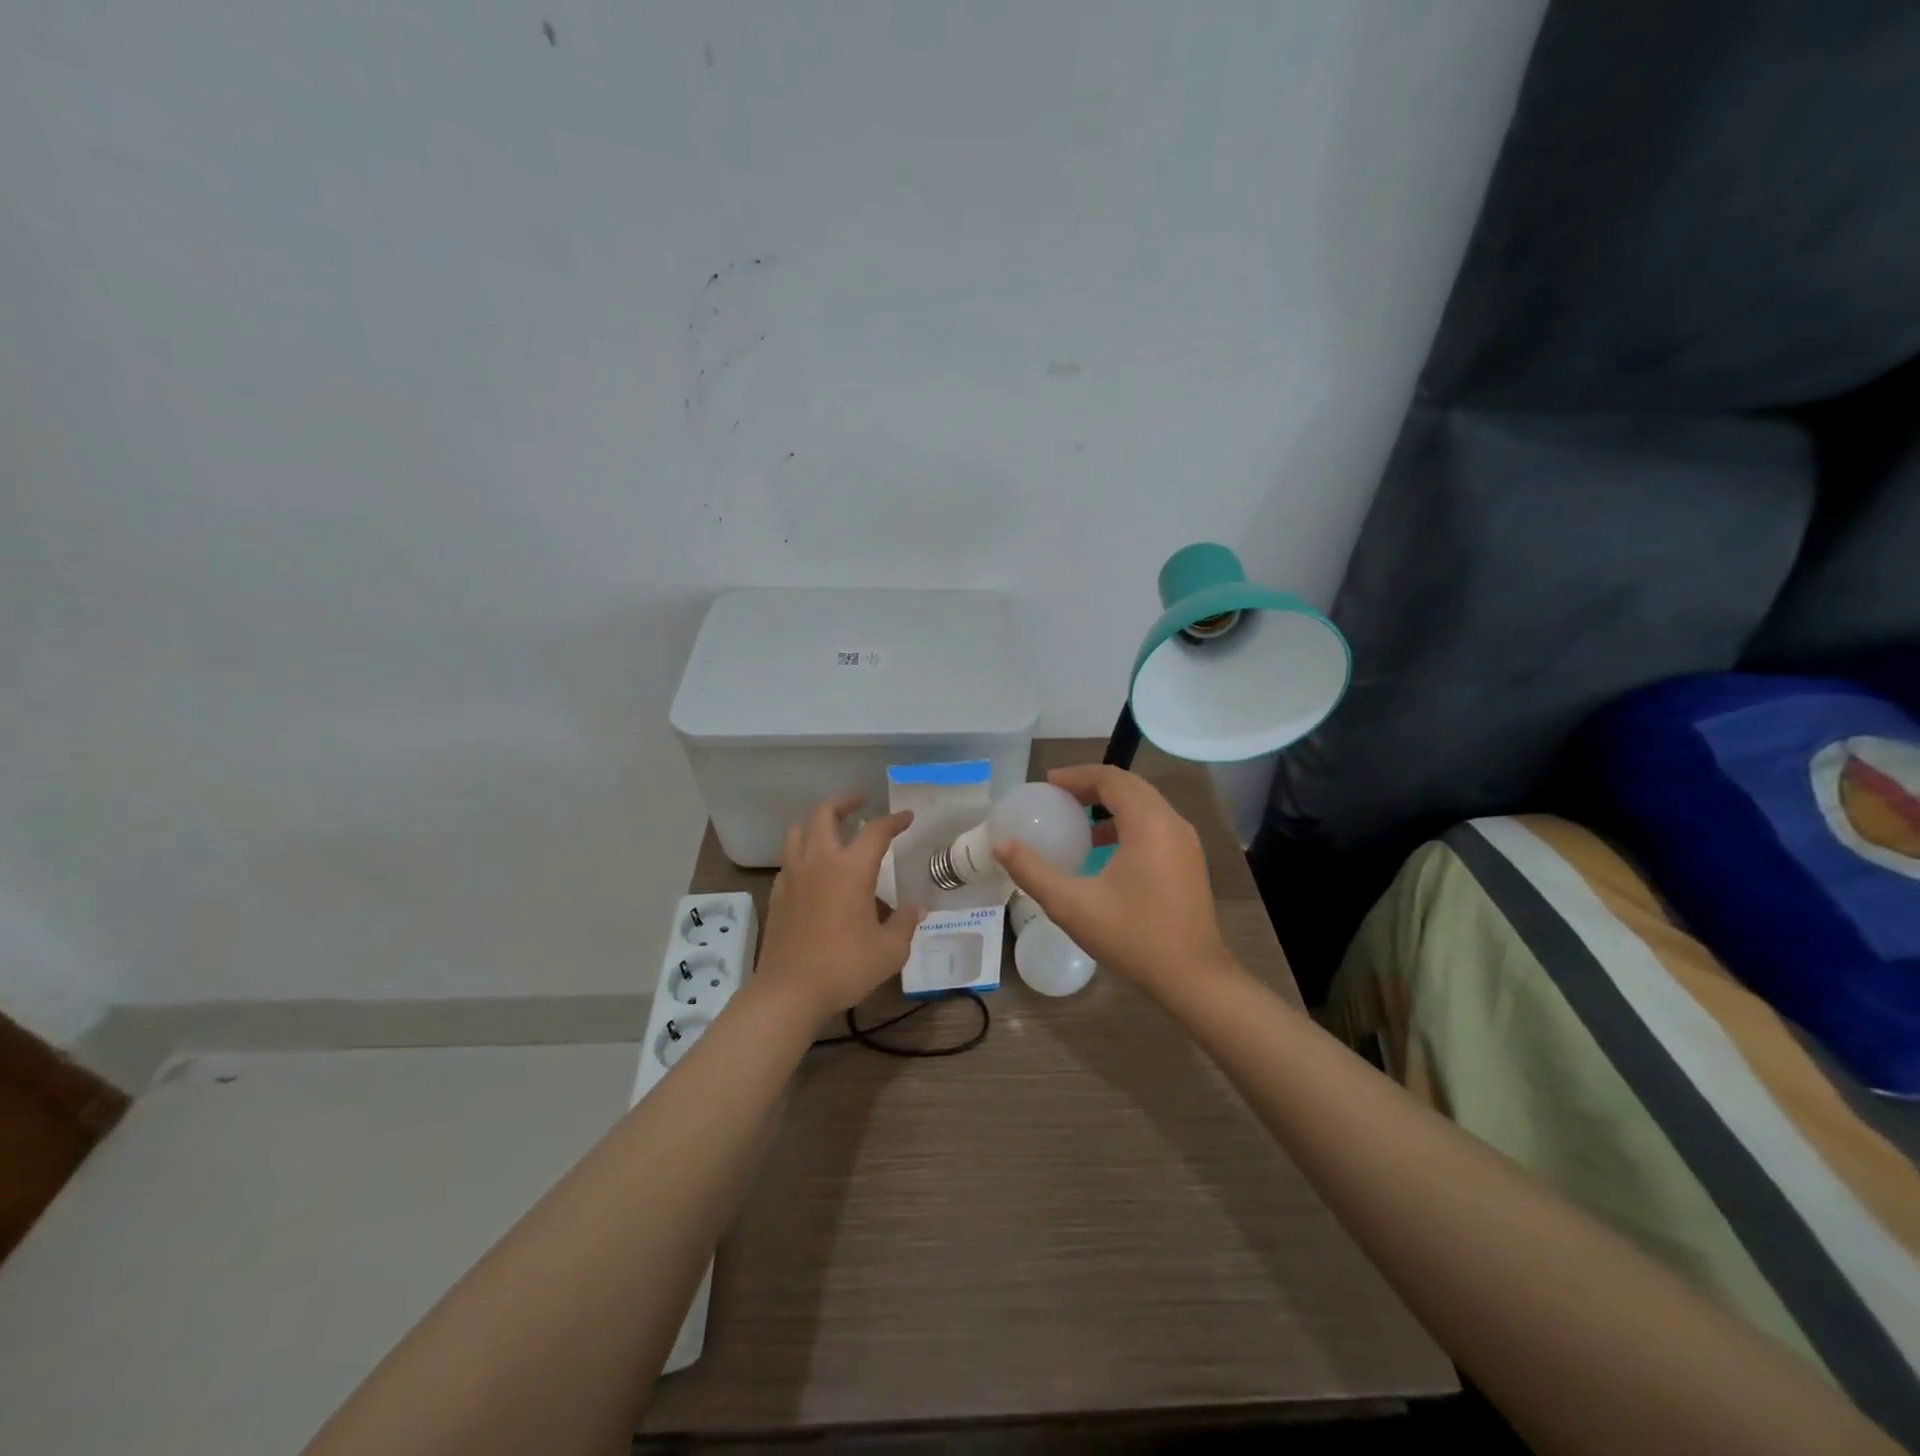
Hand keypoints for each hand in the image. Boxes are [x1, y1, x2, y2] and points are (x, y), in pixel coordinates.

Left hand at [759, 793, 924, 1018]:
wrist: (789, 991)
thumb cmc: (845, 967)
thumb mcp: (889, 950)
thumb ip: (905, 923)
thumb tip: (916, 908)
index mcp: (851, 869)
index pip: (876, 831)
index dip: (894, 820)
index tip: (906, 817)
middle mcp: (819, 862)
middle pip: (825, 814)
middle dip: (844, 802)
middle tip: (860, 802)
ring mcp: (793, 876)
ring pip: (799, 831)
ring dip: (817, 823)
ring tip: (833, 830)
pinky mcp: (777, 894)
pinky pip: (789, 859)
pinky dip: (803, 852)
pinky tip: (813, 870)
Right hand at [993, 765, 1236, 1001]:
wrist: (1193, 977)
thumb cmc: (1132, 936)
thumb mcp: (1072, 905)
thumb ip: (1033, 871)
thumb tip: (1000, 845)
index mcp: (1148, 823)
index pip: (1111, 779)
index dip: (1077, 776)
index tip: (1047, 785)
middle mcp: (1172, 823)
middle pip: (1129, 786)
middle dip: (1091, 786)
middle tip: (1057, 798)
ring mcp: (1185, 842)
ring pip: (1144, 805)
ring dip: (1110, 804)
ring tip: (1076, 820)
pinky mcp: (1188, 861)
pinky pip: (1154, 824)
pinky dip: (1126, 823)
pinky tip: (1103, 850)